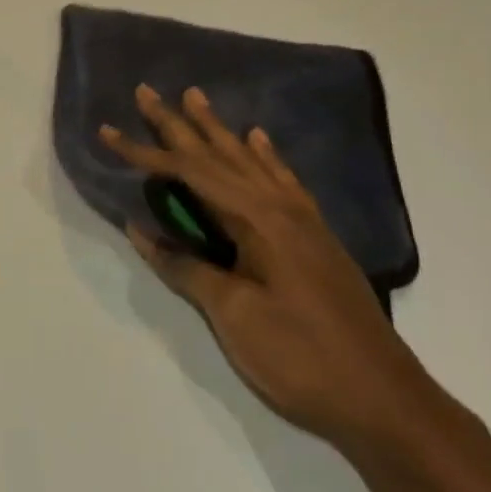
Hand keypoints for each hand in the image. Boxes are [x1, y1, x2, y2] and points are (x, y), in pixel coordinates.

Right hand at [101, 85, 447, 455]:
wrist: (383, 400)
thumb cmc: (300, 357)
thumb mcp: (233, 314)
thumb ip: (186, 266)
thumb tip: (140, 229)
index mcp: (256, 219)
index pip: (188, 173)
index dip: (144, 153)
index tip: (108, 132)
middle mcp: (279, 206)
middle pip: (218, 154)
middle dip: (178, 124)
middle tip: (147, 91)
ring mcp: (303, 220)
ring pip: (250, 160)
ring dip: (218, 130)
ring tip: (196, 97)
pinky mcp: (316, 237)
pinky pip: (284, 180)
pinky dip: (266, 156)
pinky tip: (259, 139)